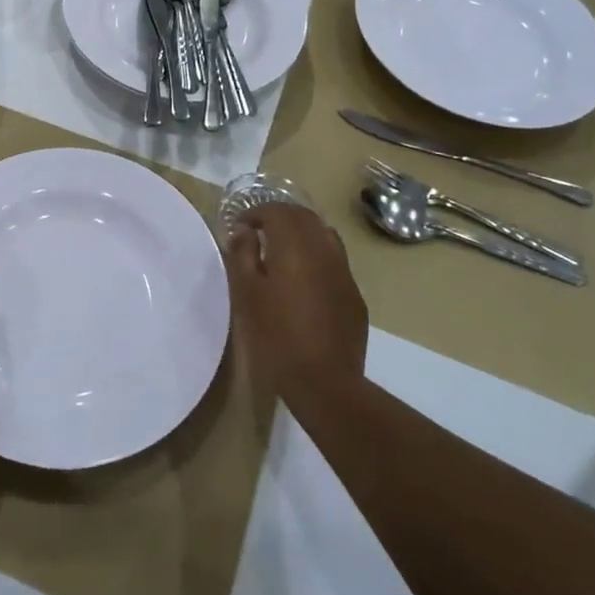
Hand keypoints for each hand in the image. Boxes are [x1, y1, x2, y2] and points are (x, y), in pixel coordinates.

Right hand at [224, 203, 367, 400]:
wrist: (325, 383)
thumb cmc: (276, 336)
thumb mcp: (246, 294)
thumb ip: (242, 255)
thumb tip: (243, 231)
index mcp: (294, 245)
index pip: (276, 211)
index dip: (255, 213)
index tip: (240, 228)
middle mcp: (323, 249)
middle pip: (303, 216)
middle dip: (279, 217)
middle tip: (259, 232)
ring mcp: (344, 272)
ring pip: (324, 235)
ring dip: (302, 233)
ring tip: (283, 252)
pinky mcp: (355, 295)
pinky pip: (335, 261)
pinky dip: (317, 256)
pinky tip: (305, 281)